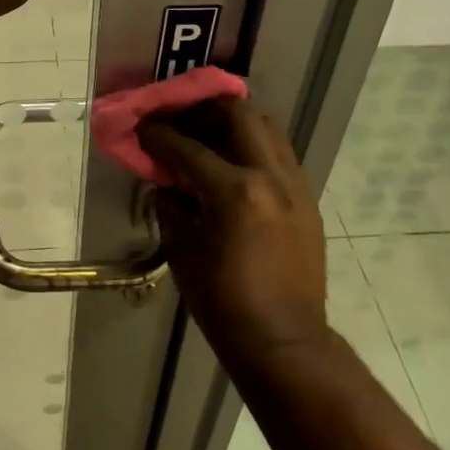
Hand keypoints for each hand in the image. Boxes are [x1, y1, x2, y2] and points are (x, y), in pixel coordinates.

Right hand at [138, 97, 331, 370]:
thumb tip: (164, 181)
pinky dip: (253, 146)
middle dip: (204, 108)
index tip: (142, 126)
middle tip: (181, 118)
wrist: (284, 342)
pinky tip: (233, 164)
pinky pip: (279, 153)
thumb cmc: (223, 302)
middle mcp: (270, 176)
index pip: (187, 147)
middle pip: (238, 114)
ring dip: (233, 122)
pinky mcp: (307, 198)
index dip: (158, 134)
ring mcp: (295, 185)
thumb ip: (170, 205)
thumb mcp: (183, 251)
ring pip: (266, 127)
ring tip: (208, 134)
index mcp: (234, 191)